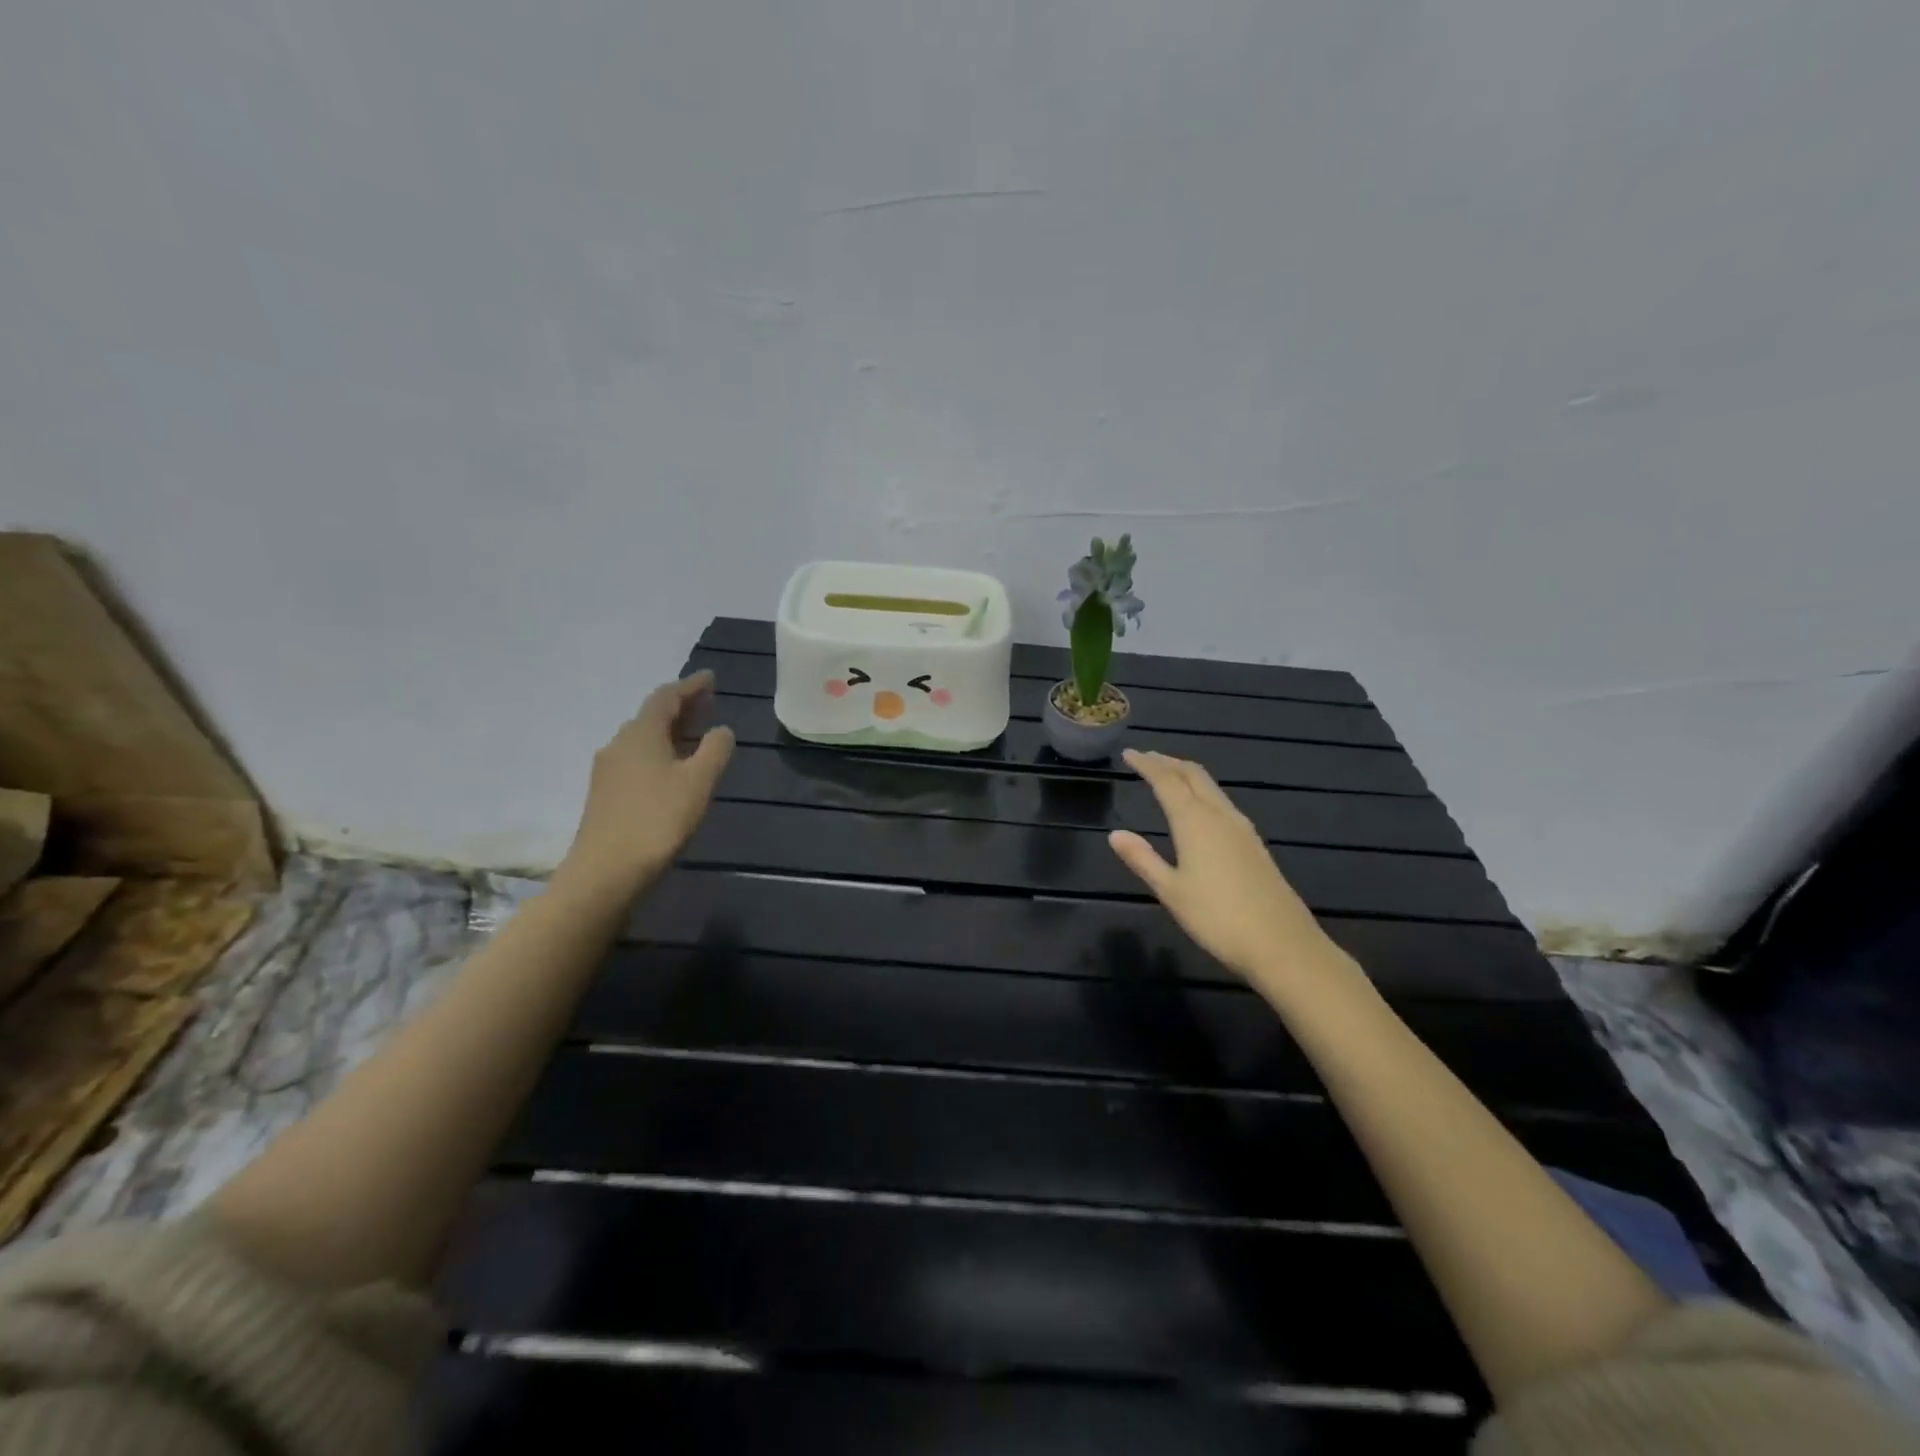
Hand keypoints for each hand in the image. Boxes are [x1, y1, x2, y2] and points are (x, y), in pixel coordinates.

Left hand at [557, 670, 734, 900]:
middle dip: (682, 707)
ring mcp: (608, 770)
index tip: (711, 678)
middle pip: (652, 716)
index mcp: (641, 734)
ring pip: (644, 739)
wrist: (605, 872)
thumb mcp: (698, 782)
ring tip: (696, 735)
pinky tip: (673, 769)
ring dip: (671, 731)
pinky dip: (660, 752)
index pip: (666, 697)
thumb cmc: (657, 820)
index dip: (690, 686)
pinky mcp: (606, 794)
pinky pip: (637, 759)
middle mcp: (620, 744)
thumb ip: (715, 750)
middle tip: (709, 703)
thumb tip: (721, 730)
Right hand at [1108, 749, 1336, 983]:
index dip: (1146, 764)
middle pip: (1193, 775)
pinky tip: (1199, 808)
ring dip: (1187, 775)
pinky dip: (1202, 792)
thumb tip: (1116, 834)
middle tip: (1146, 757)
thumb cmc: (1218, 919)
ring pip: (1211, 788)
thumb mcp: (1171, 891)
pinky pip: (1222, 803)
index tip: (1128, 753)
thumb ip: (1143, 859)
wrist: (1282, 945)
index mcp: (1195, 822)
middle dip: (1168, 762)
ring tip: (1168, 775)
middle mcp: (1220, 816)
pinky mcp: (1254, 844)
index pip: (1167, 781)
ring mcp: (1242, 829)